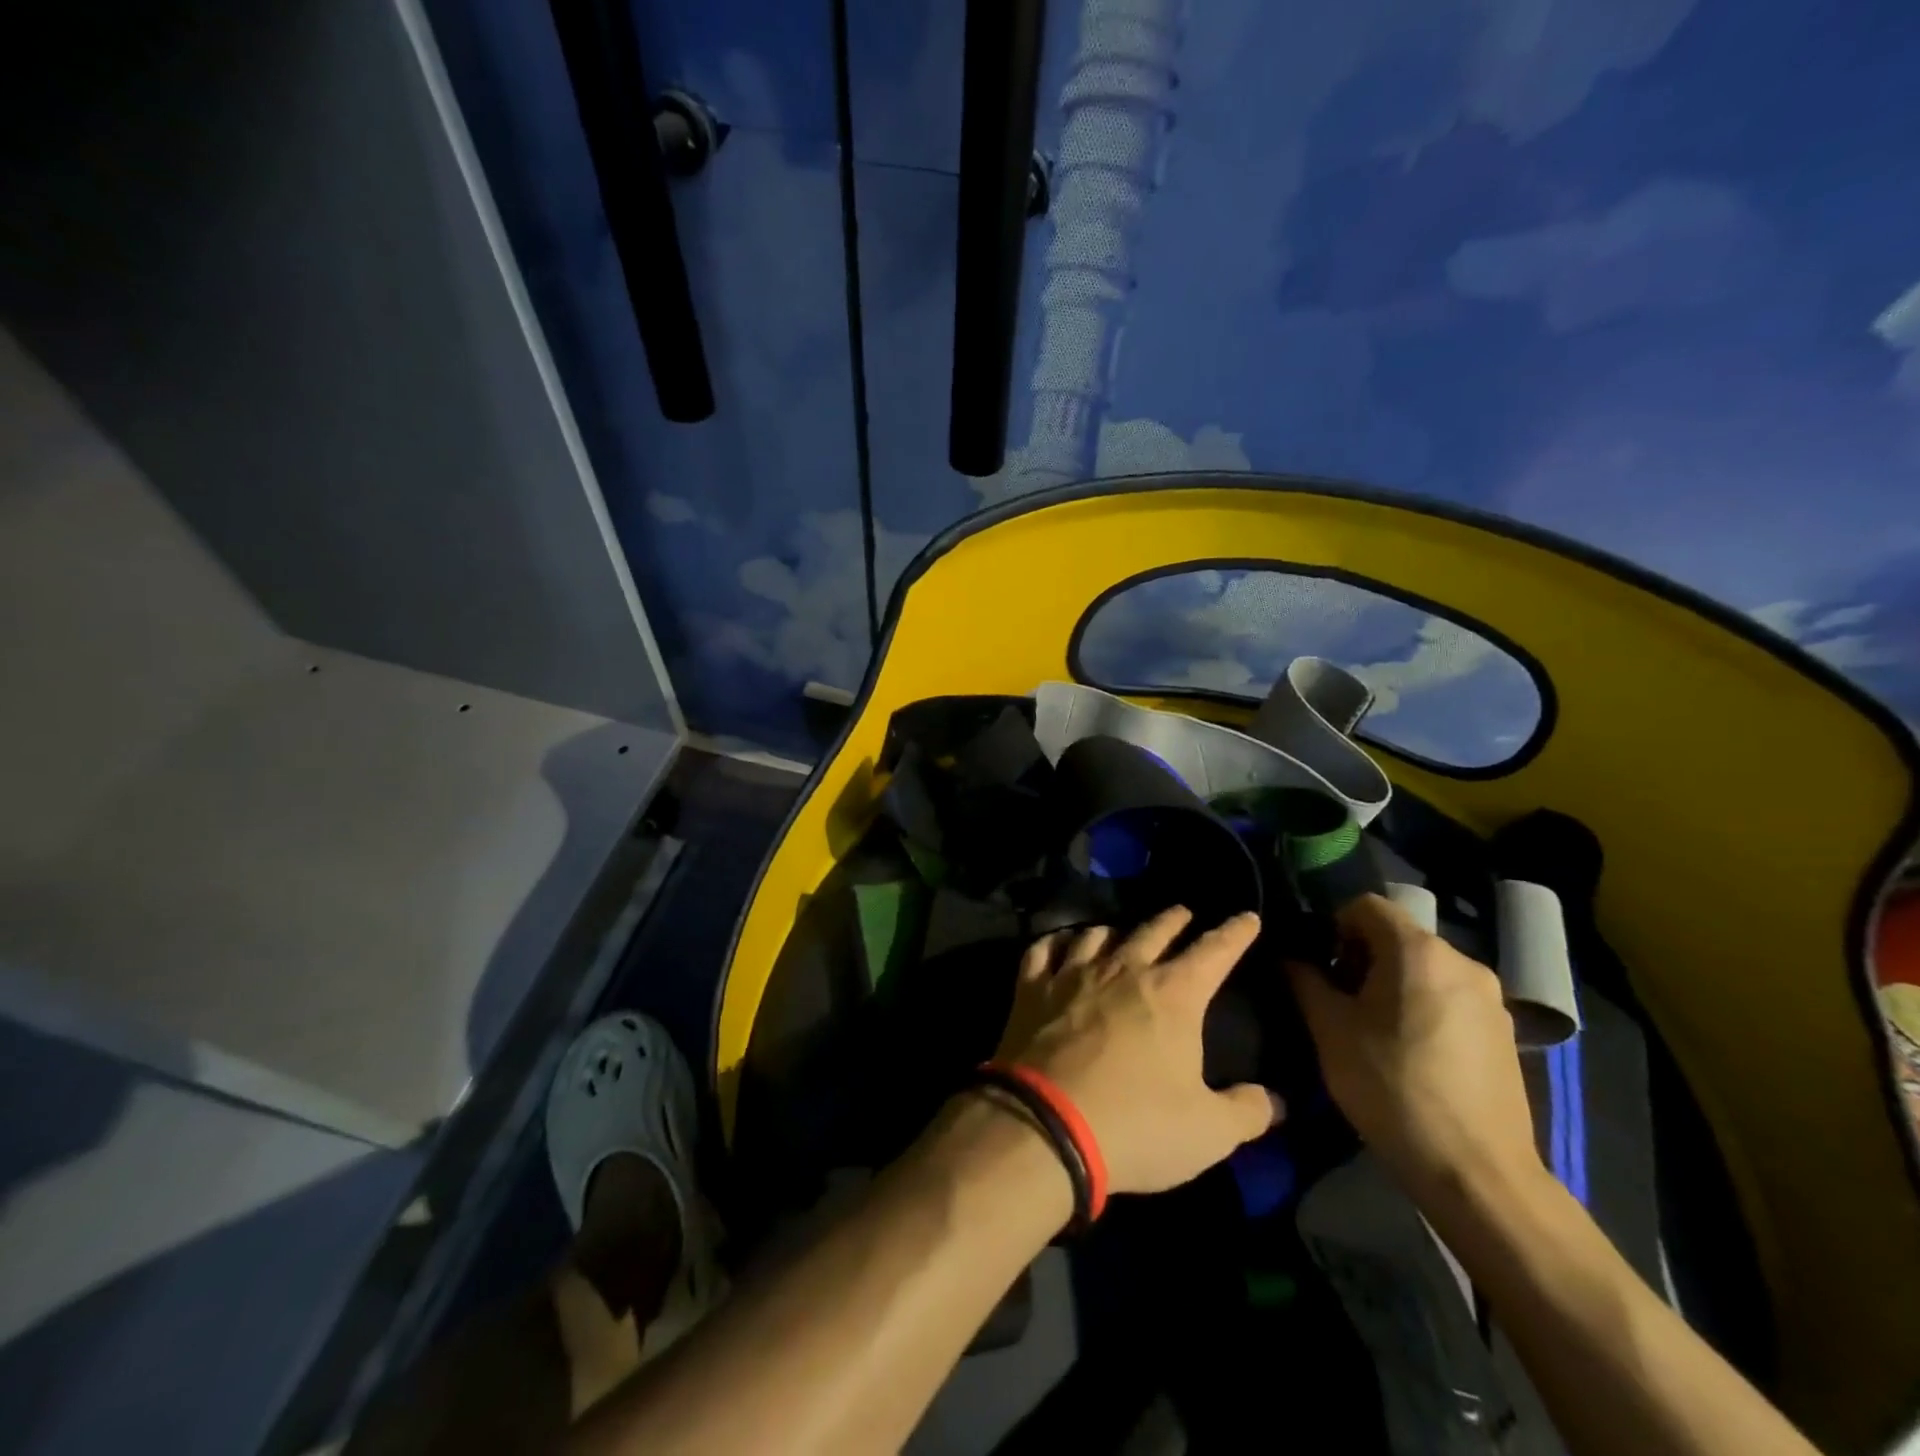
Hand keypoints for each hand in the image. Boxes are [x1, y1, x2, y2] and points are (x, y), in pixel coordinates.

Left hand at [992, 907, 1281, 1195]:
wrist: (1045, 1126)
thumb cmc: (1137, 1126)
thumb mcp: (1208, 1132)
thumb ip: (1247, 1111)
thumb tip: (1276, 1100)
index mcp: (1173, 995)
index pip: (1214, 952)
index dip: (1234, 933)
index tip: (1248, 917)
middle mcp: (1123, 971)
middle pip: (1153, 931)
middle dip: (1174, 920)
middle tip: (1183, 913)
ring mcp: (1073, 975)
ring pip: (1097, 934)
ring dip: (1115, 930)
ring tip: (1120, 932)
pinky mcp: (1032, 989)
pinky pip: (1043, 950)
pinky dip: (1054, 942)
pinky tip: (1058, 944)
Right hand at [1288, 894, 1540, 1202]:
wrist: (1475, 1173)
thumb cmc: (1391, 1087)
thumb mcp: (1330, 1029)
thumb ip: (1304, 980)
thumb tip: (1290, 956)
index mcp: (1419, 950)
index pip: (1366, 905)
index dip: (1333, 926)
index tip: (1319, 965)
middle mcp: (1462, 961)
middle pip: (1397, 935)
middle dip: (1360, 956)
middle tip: (1338, 999)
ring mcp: (1490, 998)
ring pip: (1424, 968)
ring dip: (1391, 982)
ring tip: (1372, 1029)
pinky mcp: (1505, 1033)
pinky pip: (1450, 996)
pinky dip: (1422, 1005)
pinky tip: (1409, 1052)